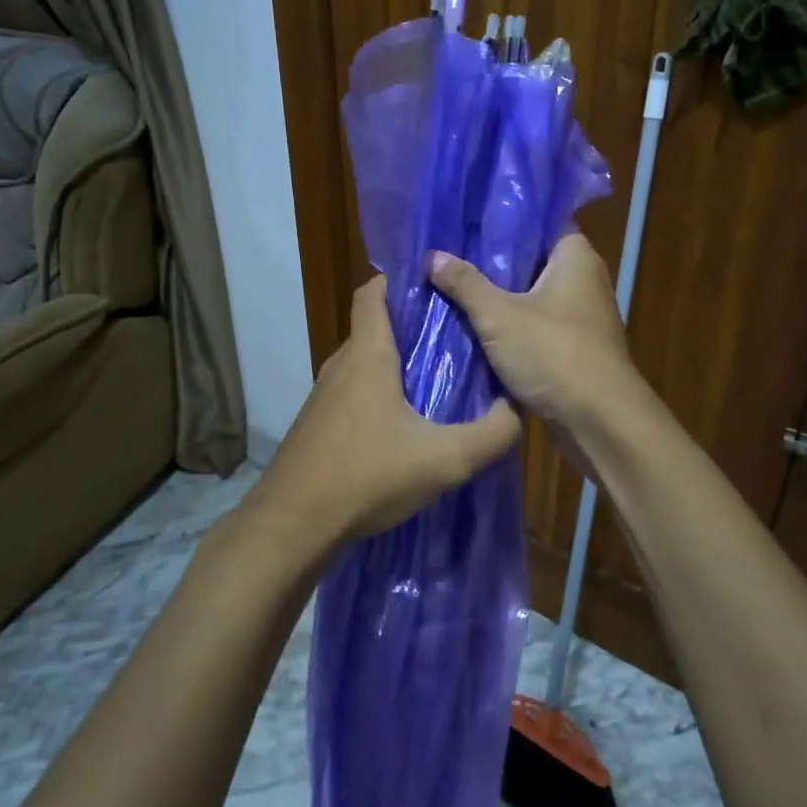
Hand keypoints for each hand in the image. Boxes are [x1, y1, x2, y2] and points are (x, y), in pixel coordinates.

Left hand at [253, 274, 521, 545]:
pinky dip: (376, 394)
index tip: (434, 286)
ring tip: (433, 380)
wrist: (292, 525)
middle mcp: (340, 367)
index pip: (373, 294)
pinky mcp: (315, 426)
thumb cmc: (367, 476)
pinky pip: (351, 394)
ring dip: (392, 364)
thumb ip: (490, 435)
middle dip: (409, 327)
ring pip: (361, 364)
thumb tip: (514, 411)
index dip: (399, 282)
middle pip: (372, 329)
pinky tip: (400, 426)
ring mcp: (322, 397)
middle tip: (452, 338)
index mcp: (367, 356)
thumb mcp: (444, 459)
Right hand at [428, 233, 640, 432]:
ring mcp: (582, 317)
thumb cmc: (554, 354)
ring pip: (532, 296)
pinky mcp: (575, 348)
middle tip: (448, 256)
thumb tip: (431, 255)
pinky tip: (475, 329)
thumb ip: (465, 284)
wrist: (600, 421)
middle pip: (532, 261)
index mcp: (576, 257)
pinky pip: (536, 326)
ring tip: (452, 289)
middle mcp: (584, 280)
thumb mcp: (499, 316)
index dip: (504, 221)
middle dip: (493, 262)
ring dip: (500, 298)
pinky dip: (511, 327)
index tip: (465, 222)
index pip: (540, 223)